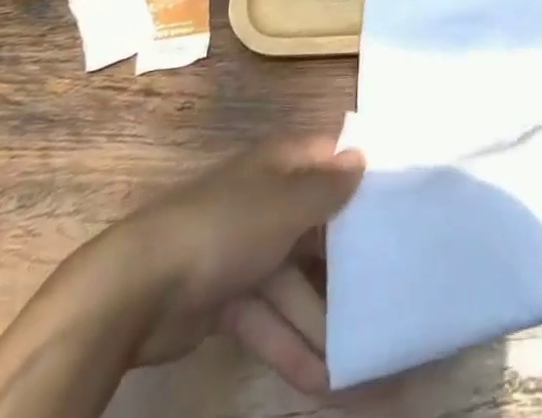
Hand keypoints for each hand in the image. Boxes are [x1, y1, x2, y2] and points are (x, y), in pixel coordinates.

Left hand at [64, 138, 362, 394]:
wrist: (139, 288)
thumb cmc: (225, 228)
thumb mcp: (285, 204)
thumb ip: (327, 187)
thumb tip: (361, 157)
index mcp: (280, 166)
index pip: (330, 162)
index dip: (362, 178)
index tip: (402, 204)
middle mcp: (267, 200)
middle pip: (318, 228)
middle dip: (348, 264)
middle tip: (390, 295)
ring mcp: (246, 250)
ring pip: (296, 283)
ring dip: (323, 321)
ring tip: (362, 359)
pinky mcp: (227, 297)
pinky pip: (270, 318)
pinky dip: (291, 345)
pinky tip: (323, 383)